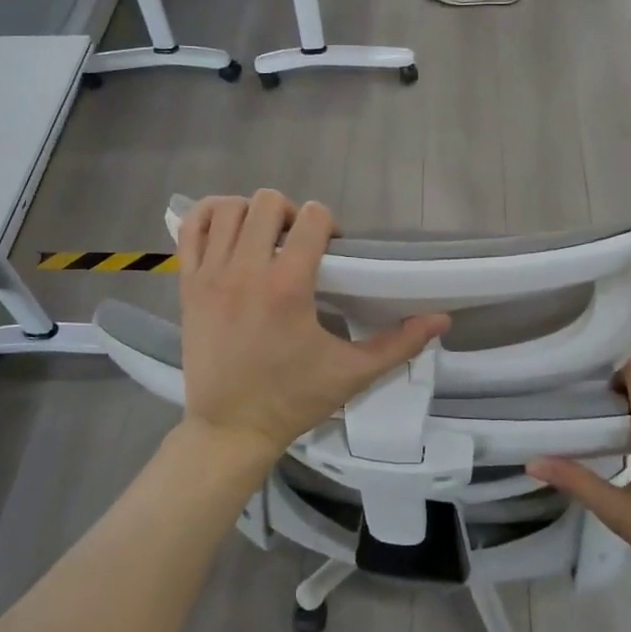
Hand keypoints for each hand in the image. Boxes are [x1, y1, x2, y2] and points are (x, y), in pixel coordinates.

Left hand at [177, 191, 449, 471]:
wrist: (231, 429)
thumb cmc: (293, 399)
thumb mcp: (353, 373)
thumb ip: (399, 343)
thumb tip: (442, 319)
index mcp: (288, 287)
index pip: (312, 218)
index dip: (328, 225)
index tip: (331, 251)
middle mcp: (246, 270)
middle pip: (268, 203)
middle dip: (291, 214)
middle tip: (298, 245)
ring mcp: (211, 275)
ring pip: (229, 208)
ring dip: (251, 214)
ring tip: (264, 240)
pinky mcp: (188, 284)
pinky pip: (191, 228)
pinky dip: (210, 218)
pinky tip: (228, 233)